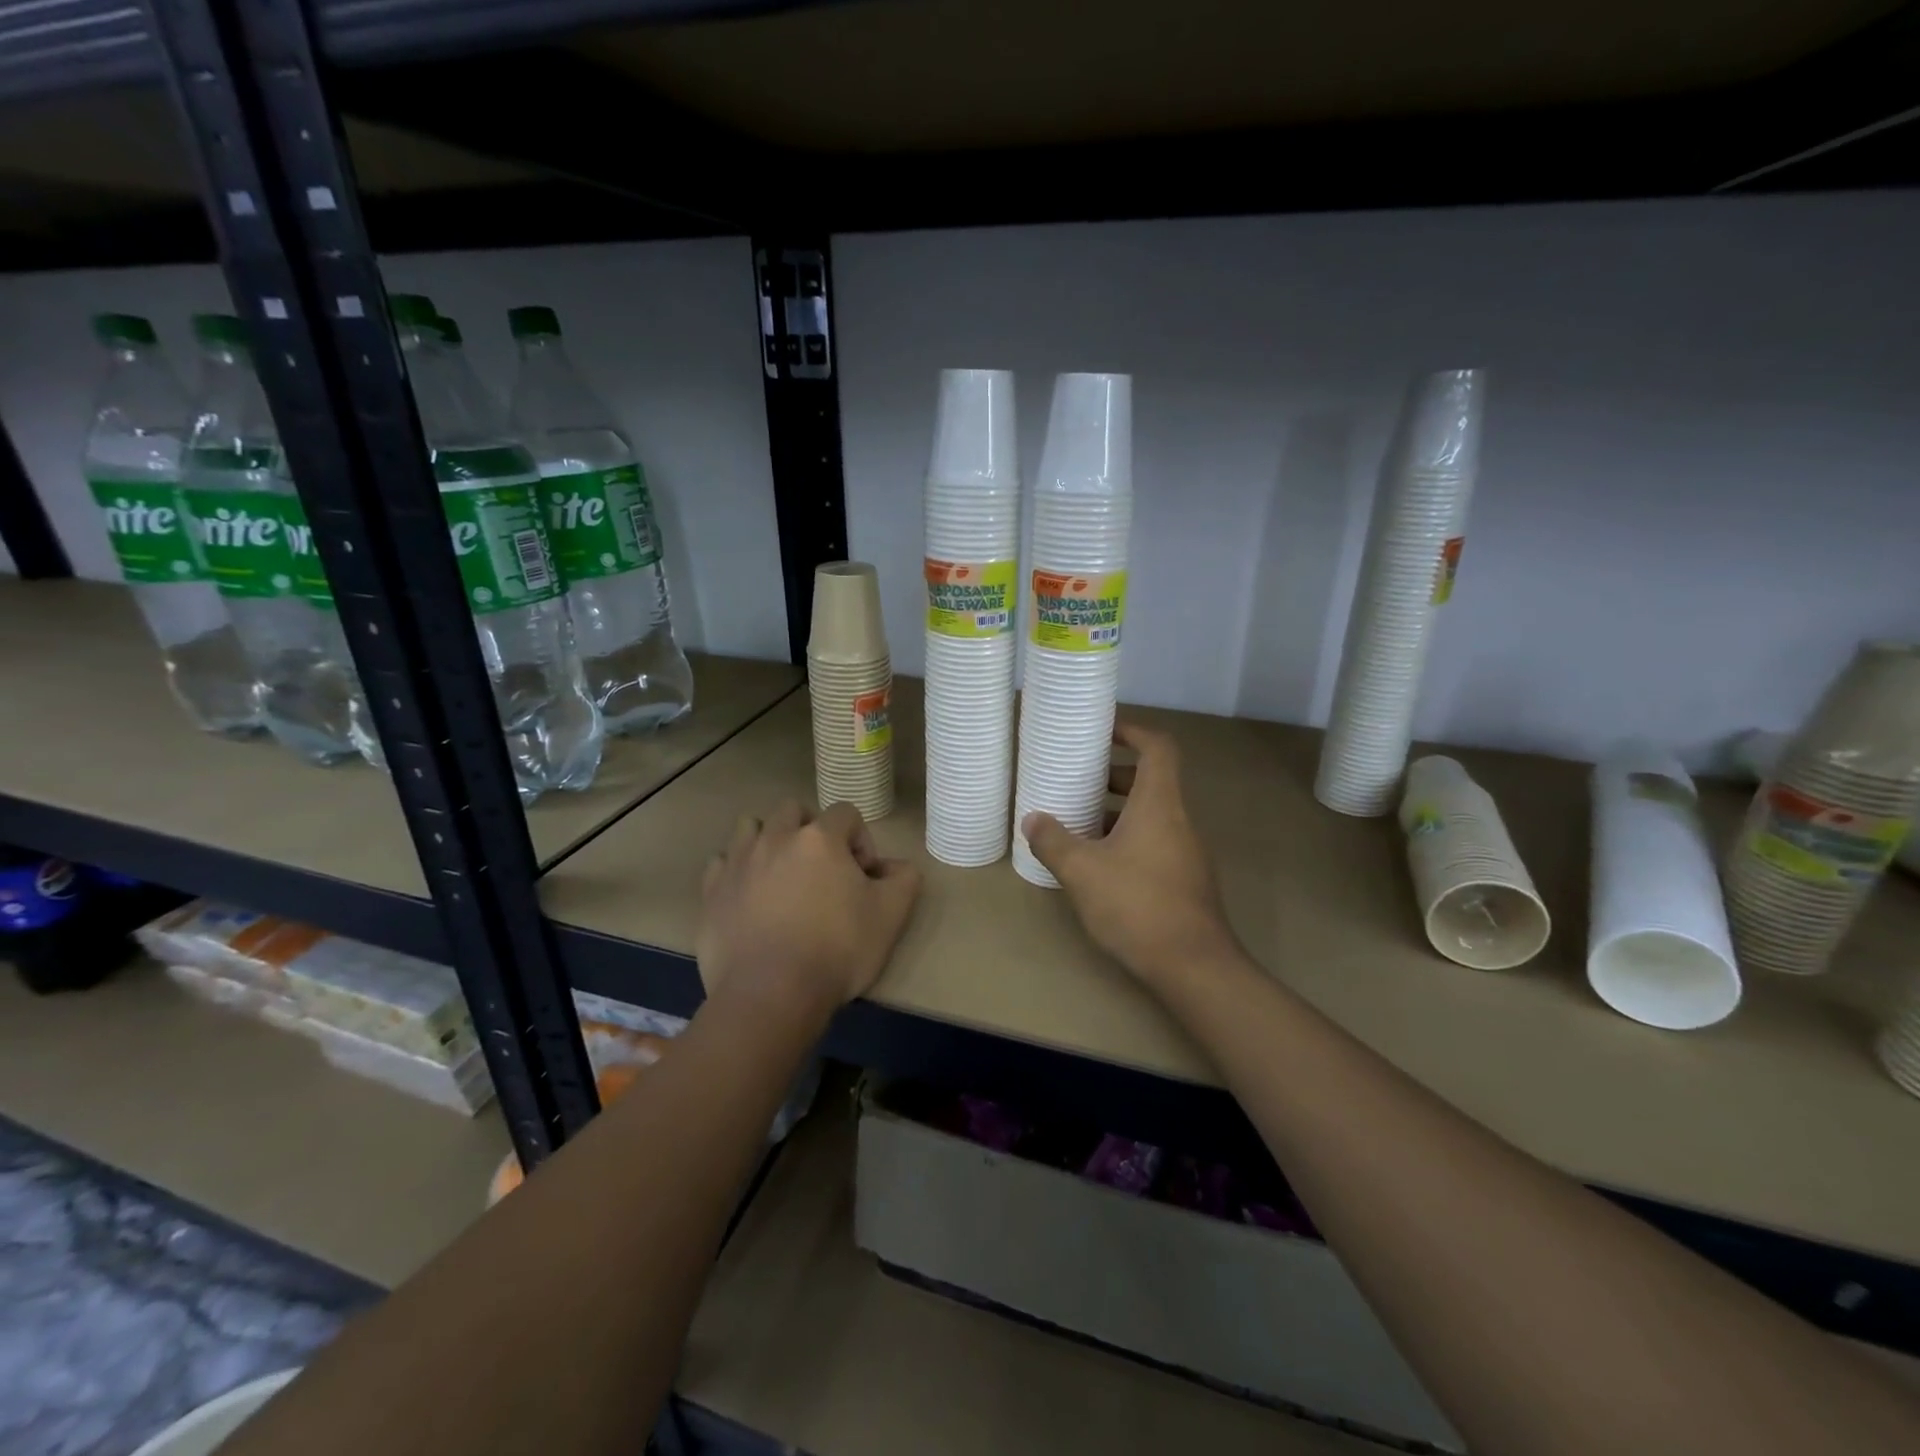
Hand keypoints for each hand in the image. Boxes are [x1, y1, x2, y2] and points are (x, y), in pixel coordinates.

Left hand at [697, 800, 922, 1016]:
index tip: (863, 877)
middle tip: (822, 870)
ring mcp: (738, 862)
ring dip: (769, 840)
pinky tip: (750, 897)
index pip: (846, 813)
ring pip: (751, 827)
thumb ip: (904, 879)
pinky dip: (737, 870)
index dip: (860, 840)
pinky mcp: (711, 892)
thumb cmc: (837, 950)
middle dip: (811, 831)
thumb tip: (897, 866)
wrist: (771, 995)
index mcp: (820, 838)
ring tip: (781, 875)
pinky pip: (722, 863)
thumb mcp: (891, 916)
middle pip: (794, 811)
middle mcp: (776, 838)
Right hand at [1022, 723, 1238, 985]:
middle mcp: (1178, 820)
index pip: (1158, 747)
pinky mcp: (1184, 878)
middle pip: (1152, 780)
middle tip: (1078, 778)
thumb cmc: (1137, 905)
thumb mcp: (1082, 871)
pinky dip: (1126, 837)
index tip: (1103, 730)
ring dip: (1117, 810)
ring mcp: (1186, 851)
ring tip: (1078, 820)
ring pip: (1151, 814)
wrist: (1194, 966)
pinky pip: (1154, 840)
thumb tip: (1033, 820)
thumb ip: (1053, 841)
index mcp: (1159, 804)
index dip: (1132, 730)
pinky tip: (1097, 862)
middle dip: (1114, 774)